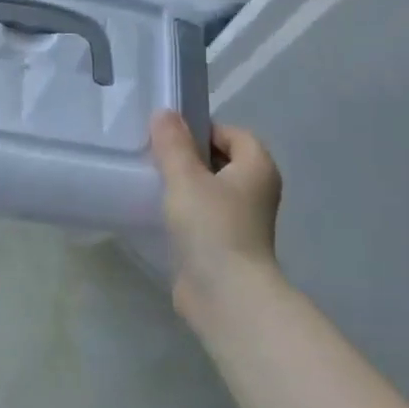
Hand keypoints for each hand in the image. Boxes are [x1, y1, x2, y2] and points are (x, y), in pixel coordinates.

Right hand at [149, 111, 282, 309]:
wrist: (226, 295)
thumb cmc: (212, 227)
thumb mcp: (186, 178)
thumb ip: (173, 144)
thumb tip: (165, 113)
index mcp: (258, 167)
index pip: (233, 133)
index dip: (202, 129)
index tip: (168, 136)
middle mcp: (256, 190)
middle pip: (221, 160)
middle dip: (189, 156)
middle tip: (154, 155)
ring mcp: (242, 220)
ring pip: (210, 189)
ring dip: (184, 185)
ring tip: (151, 181)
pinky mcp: (224, 244)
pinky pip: (203, 215)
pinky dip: (184, 211)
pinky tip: (157, 212)